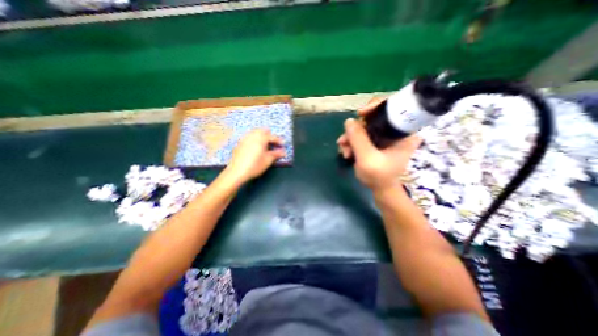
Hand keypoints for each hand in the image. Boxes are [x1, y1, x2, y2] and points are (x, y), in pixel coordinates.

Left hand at [226, 128, 287, 185]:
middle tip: (273, 143)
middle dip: (269, 135)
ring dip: (261, 136)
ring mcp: (245, 139)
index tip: (283, 145)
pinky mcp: (239, 144)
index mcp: (261, 139)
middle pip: (262, 131)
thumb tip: (283, 152)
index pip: (272, 137)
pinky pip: (249, 137)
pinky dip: (254, 139)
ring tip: (265, 144)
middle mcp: (252, 136)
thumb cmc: (255, 165)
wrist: (237, 171)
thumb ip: (276, 154)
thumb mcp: (268, 160)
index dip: (278, 141)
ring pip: (254, 132)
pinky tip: (255, 147)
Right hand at [336, 97, 418, 190]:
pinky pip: (362, 135)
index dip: (375, 106)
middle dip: (355, 130)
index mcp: (404, 132)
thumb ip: (358, 139)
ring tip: (344, 152)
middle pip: (373, 118)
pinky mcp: (377, 141)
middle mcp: (396, 130)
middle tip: (344, 141)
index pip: (393, 107)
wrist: (380, 188)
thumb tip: (348, 120)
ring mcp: (385, 136)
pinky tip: (346, 152)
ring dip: (351, 138)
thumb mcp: (367, 158)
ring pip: (364, 127)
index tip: (360, 114)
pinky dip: (352, 142)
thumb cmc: (379, 176)